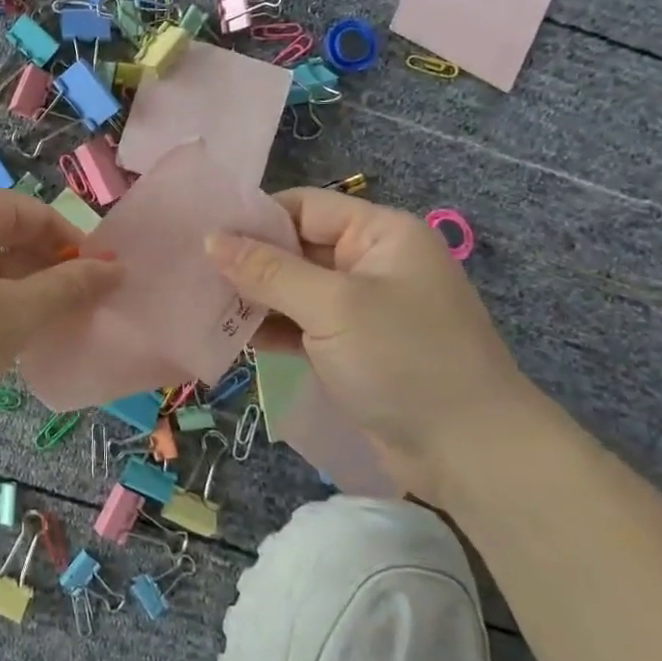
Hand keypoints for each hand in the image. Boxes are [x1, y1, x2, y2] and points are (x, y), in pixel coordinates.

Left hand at [0, 179, 123, 419]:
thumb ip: (67, 290)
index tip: (96, 296)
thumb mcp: (12, 316)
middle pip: (6, 236)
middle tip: (56, 326)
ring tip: (13, 340)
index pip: (42, 217)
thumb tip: (115, 268)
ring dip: (3, 294)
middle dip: (38, 278)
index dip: (76, 254)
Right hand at [206, 188, 538, 498]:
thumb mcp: (333, 306)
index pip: (304, 207)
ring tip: (199, 305)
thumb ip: (268, 271)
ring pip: (294, 290)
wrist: (471, 453)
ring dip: (253, 299)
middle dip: (247, 262)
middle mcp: (371, 263)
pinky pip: (301, 326)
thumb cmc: (405, 360)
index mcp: (381, 234)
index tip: (201, 235)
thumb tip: (211, 238)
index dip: (254, 219)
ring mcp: (362, 309)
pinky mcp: (352, 349)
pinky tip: (229, 336)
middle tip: (190, 273)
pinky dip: (270, 329)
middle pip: (295, 248)